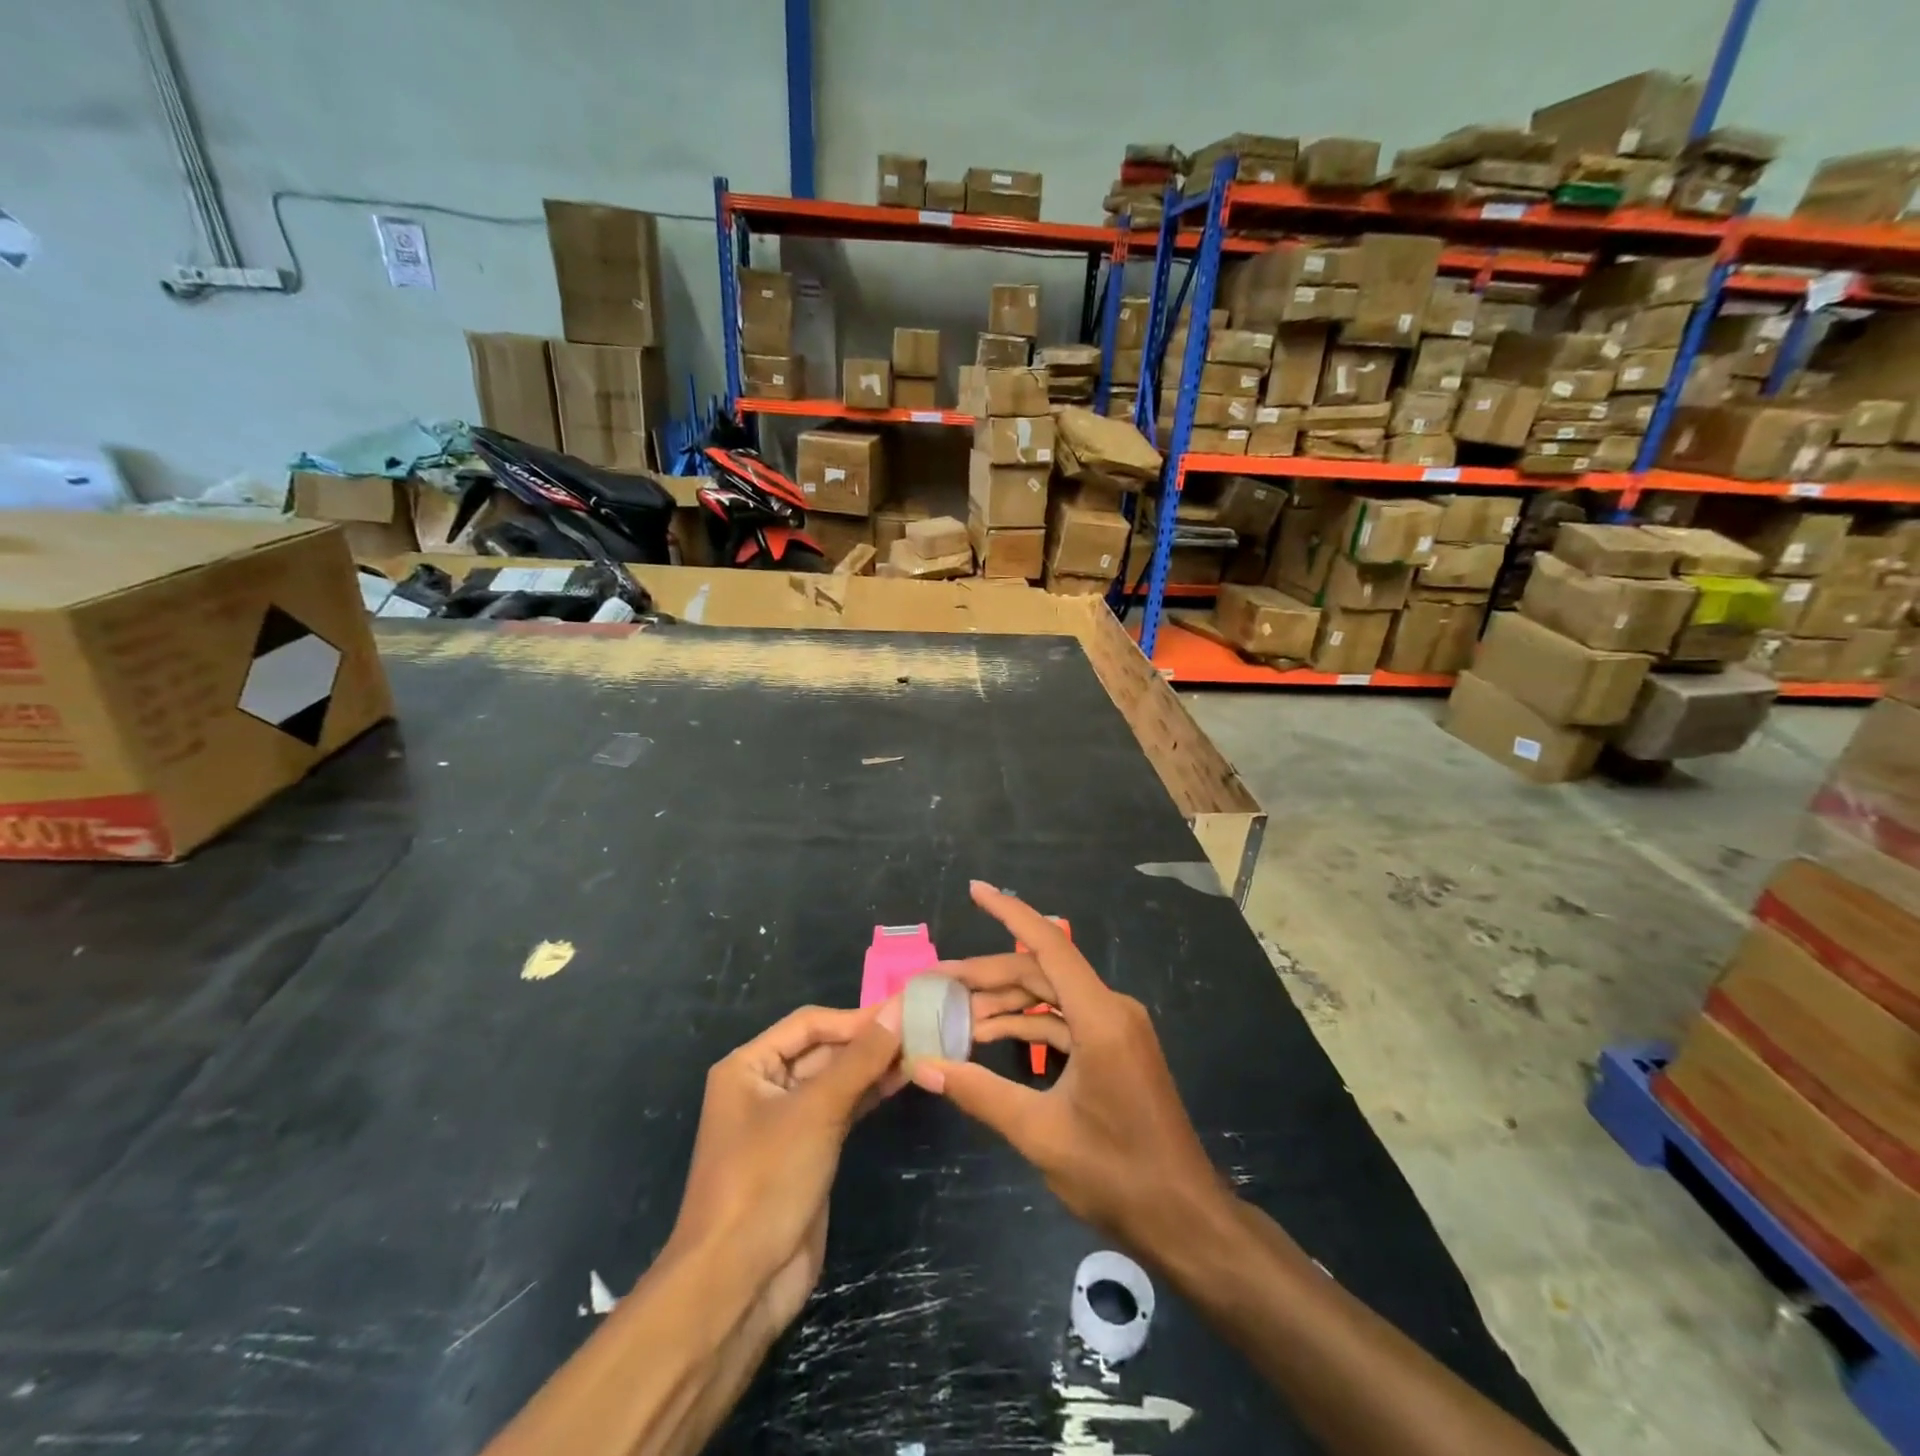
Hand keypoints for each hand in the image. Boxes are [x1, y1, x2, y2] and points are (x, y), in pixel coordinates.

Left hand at [669, 1001, 904, 1336]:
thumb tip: (898, 1008)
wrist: (737, 1284)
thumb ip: (860, 1058)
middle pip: (823, 1049)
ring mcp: (786, 1122)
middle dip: (867, 1041)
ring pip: (835, 1080)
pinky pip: (840, 1110)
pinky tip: (900, 1083)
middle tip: (921, 1029)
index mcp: (748, 1066)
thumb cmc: (766, 1180)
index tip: (904, 1011)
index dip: (856, 1017)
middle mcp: (764, 1086)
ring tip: (920, 1051)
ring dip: (873, 1067)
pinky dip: (868, 1095)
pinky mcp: (806, 1152)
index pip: (810, 1024)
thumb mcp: (816, 1110)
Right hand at [910, 881, 1227, 1258]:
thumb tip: (923, 1065)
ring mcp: (1116, 1028)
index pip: (1048, 944)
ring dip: (1005, 1002)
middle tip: (937, 981)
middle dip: (988, 974)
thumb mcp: (1039, 1133)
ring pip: (1051, 997)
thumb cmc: (1117, 1174)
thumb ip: (979, 1092)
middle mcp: (1111, 1008)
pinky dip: (1029, 1025)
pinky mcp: (1115, 1048)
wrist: (1185, 1219)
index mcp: (1100, 1016)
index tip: (975, 890)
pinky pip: (1065, 1021)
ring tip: (955, 1012)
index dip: (1009, 912)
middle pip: (1041, 972)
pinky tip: (991, 1035)